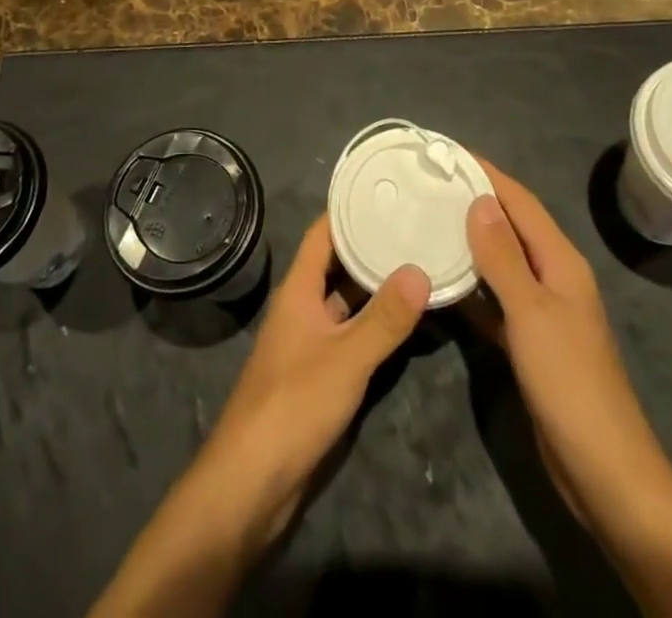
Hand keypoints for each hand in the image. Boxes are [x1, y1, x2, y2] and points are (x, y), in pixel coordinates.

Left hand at [192, 216, 429, 546]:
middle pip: (338, 264)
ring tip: (419, 262)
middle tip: (416, 225)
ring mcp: (311, 340)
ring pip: (347, 301)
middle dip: (371, 246)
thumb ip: (384, 318)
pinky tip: (406, 320)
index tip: (387, 191)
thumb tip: (419, 270)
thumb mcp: (346, 358)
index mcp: (299, 289)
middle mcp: (303, 306)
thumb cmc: (293, 404)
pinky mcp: (320, 373)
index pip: (324, 233)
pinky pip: (351, 334)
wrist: (252, 480)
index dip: (350, 210)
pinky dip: (375, 323)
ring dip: (376, 286)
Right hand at [463, 161, 642, 526]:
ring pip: (499, 262)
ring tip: (425, 220)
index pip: (520, 202)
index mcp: (561, 262)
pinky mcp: (527, 341)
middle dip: (474, 201)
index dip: (487, 174)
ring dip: (468, 241)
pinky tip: (439, 280)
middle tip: (428, 183)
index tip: (447, 153)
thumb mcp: (532, 313)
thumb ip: (503, 257)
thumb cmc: (569, 381)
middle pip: (510, 227)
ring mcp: (541, 311)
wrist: (603, 470)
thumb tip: (480, 200)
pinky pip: (493, 299)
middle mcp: (552, 277)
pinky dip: (470, 286)